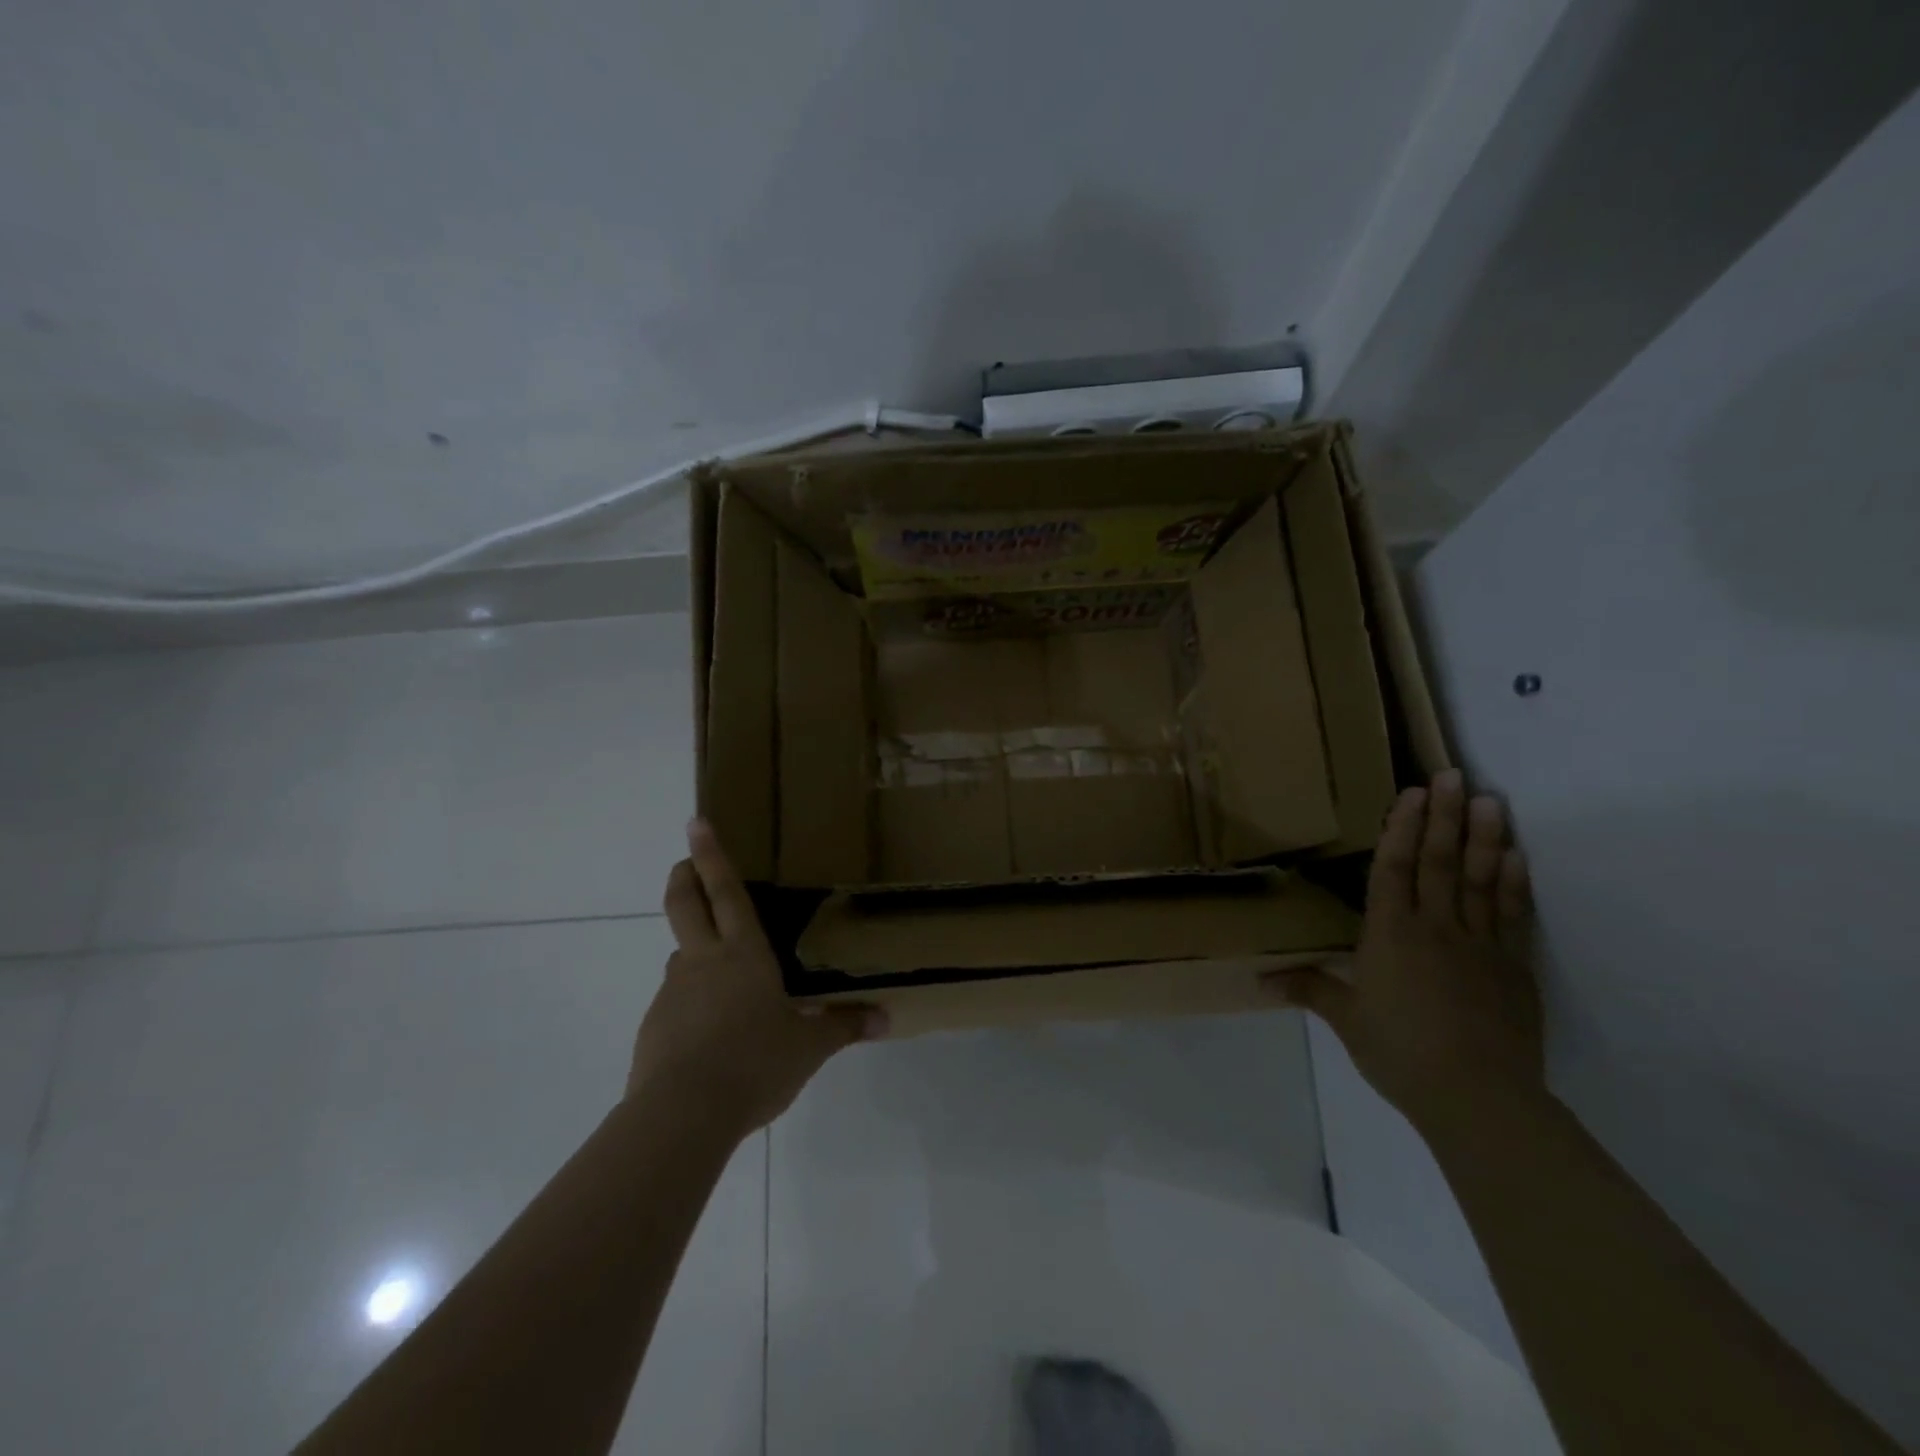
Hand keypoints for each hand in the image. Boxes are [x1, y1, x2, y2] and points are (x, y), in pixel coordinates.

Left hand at [630, 820, 886, 1139]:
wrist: (682, 1115)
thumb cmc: (754, 1064)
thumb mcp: (808, 1049)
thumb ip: (844, 1027)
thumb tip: (885, 1018)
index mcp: (744, 955)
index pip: (727, 893)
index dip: (712, 855)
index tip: (696, 822)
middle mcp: (704, 962)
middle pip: (685, 905)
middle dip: (684, 877)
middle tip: (684, 862)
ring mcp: (673, 992)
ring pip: (682, 957)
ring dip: (695, 952)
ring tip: (724, 982)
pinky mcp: (654, 1026)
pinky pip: (677, 1003)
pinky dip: (691, 1005)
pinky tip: (710, 1037)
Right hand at [1268, 769, 1543, 1135]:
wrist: (1478, 1097)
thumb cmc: (1400, 1052)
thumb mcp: (1347, 1020)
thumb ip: (1309, 989)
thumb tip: (1259, 978)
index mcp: (1390, 935)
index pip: (1394, 870)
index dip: (1402, 829)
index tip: (1413, 794)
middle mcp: (1435, 928)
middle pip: (1440, 863)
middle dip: (1445, 817)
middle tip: (1454, 775)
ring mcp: (1479, 945)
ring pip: (1480, 880)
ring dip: (1485, 837)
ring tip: (1491, 801)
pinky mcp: (1512, 968)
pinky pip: (1512, 916)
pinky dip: (1513, 883)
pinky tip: (1516, 856)